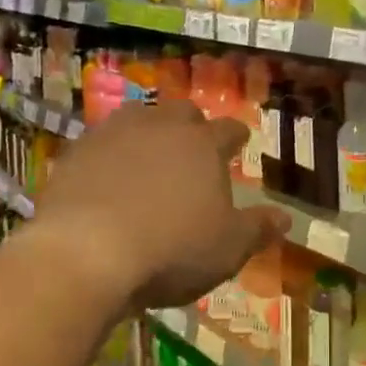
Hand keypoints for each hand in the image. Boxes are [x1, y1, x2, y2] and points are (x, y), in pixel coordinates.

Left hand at [26, 101, 288, 312]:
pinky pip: (99, 141)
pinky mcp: (78, 149)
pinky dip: (108, 152)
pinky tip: (104, 173)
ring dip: (148, 131)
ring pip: (139, 117)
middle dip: (191, 126)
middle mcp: (163, 127)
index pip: (228, 131)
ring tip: (147, 153)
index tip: (240, 141)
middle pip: (183, 114)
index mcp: (204, 145)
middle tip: (192, 146)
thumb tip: (286, 218)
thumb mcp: (227, 249)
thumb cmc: (170, 250)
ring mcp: (117, 133)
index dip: (236, 136)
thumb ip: (257, 230)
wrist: (86, 251)